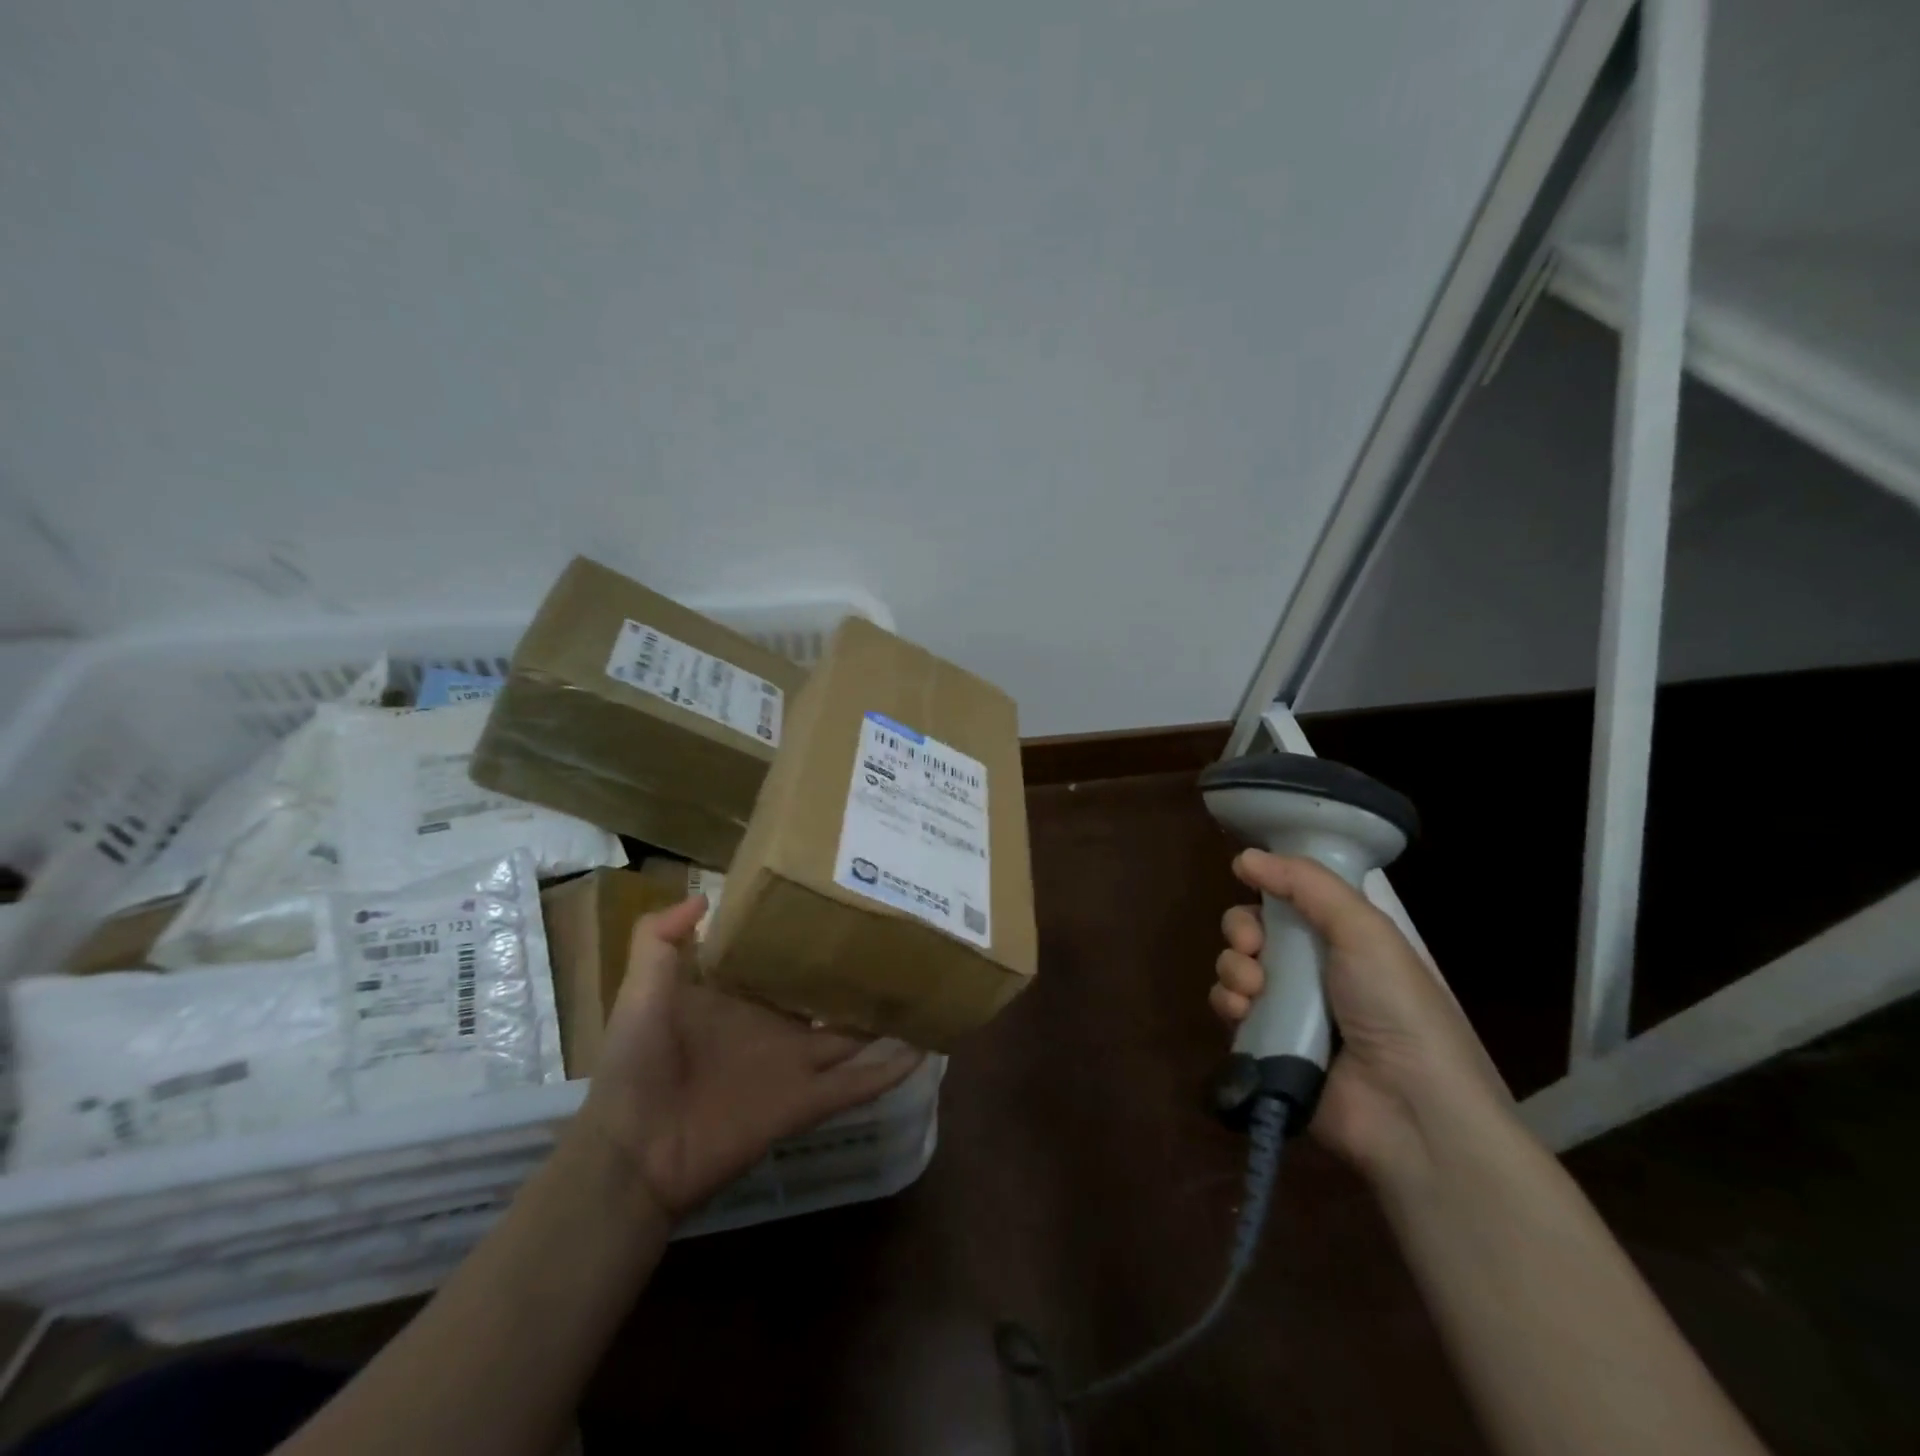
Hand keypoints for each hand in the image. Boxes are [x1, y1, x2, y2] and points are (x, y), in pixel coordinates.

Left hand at [574, 896, 924, 1219]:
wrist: (633, 1150)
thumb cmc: (637, 1063)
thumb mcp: (641, 989)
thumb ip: (661, 939)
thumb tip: (705, 894)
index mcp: (742, 999)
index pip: (784, 960)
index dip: (811, 936)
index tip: (845, 902)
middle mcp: (776, 1027)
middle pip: (828, 996)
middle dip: (858, 972)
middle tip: (901, 937)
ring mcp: (795, 1065)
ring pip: (854, 1036)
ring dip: (887, 1018)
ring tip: (926, 986)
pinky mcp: (806, 1102)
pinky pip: (857, 1084)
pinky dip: (890, 1070)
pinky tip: (926, 1048)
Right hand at [1210, 850, 1509, 1182]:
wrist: (1408, 1106)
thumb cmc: (1394, 1006)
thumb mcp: (1363, 929)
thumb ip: (1306, 884)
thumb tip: (1245, 856)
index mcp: (1342, 940)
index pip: (1287, 901)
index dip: (1266, 892)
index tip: (1254, 889)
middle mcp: (1312, 971)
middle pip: (1253, 933)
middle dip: (1241, 932)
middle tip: (1254, 947)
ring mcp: (1288, 1011)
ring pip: (1235, 969)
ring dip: (1233, 970)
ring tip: (1253, 990)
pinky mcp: (1267, 1047)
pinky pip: (1229, 1011)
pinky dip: (1229, 1005)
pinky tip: (1244, 1012)